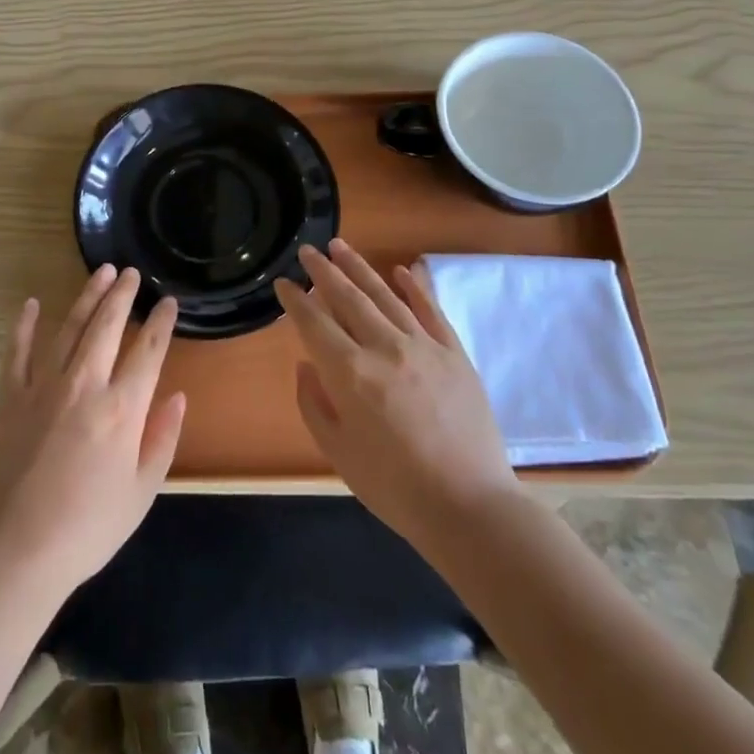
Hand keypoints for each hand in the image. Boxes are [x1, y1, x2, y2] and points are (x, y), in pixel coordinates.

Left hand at [0, 266, 185, 603]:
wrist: (17, 548)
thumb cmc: (89, 526)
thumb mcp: (142, 491)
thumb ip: (162, 438)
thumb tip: (176, 396)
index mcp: (122, 409)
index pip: (148, 351)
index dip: (161, 323)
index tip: (168, 302)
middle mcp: (85, 384)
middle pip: (108, 326)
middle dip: (122, 295)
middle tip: (130, 272)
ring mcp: (43, 385)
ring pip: (70, 328)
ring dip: (87, 297)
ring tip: (100, 273)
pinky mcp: (11, 395)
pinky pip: (18, 350)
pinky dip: (25, 325)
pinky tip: (33, 304)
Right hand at [276, 239, 517, 549]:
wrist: (470, 507)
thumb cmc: (394, 487)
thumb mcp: (338, 452)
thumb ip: (314, 404)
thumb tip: (306, 365)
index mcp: (350, 373)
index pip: (314, 323)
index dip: (295, 300)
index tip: (283, 283)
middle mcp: (384, 348)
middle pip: (348, 298)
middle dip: (323, 271)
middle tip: (307, 250)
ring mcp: (424, 346)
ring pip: (385, 295)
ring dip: (360, 268)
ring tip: (340, 246)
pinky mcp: (455, 354)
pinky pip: (430, 310)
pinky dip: (414, 287)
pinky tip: (400, 269)